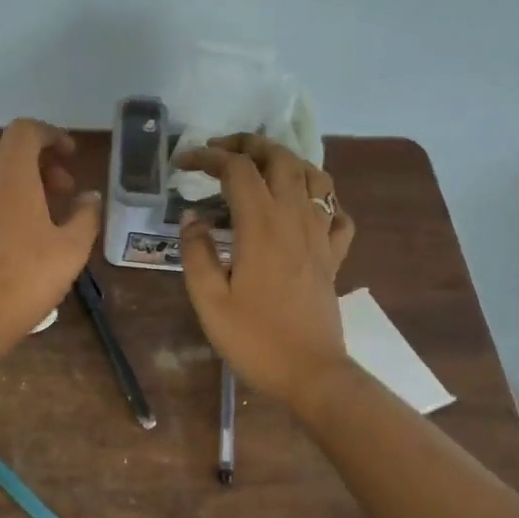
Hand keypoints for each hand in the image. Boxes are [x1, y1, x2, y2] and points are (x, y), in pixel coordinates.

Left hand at [0, 119, 101, 334]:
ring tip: (30, 214)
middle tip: (60, 191)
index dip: (51, 135)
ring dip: (8, 184)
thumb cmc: (28, 276)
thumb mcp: (72, 248)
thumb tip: (89, 198)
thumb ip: (85, 215)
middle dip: (35, 163)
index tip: (70, 156)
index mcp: (10, 171)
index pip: (26, 130)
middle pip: (4, 151)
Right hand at [175, 134, 354, 405]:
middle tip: (220, 150)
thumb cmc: (254, 339)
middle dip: (249, 144)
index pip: (237, 169)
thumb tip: (193, 218)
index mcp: (262, 226)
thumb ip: (196, 252)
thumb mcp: (208, 300)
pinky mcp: (333, 256)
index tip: (182, 162)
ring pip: (315, 177)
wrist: (311, 374)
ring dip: (287, 161)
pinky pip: (336, 213)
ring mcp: (321, 236)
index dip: (208, 156)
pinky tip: (302, 209)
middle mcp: (295, 219)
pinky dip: (320, 200)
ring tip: (261, 168)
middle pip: (281, 158)